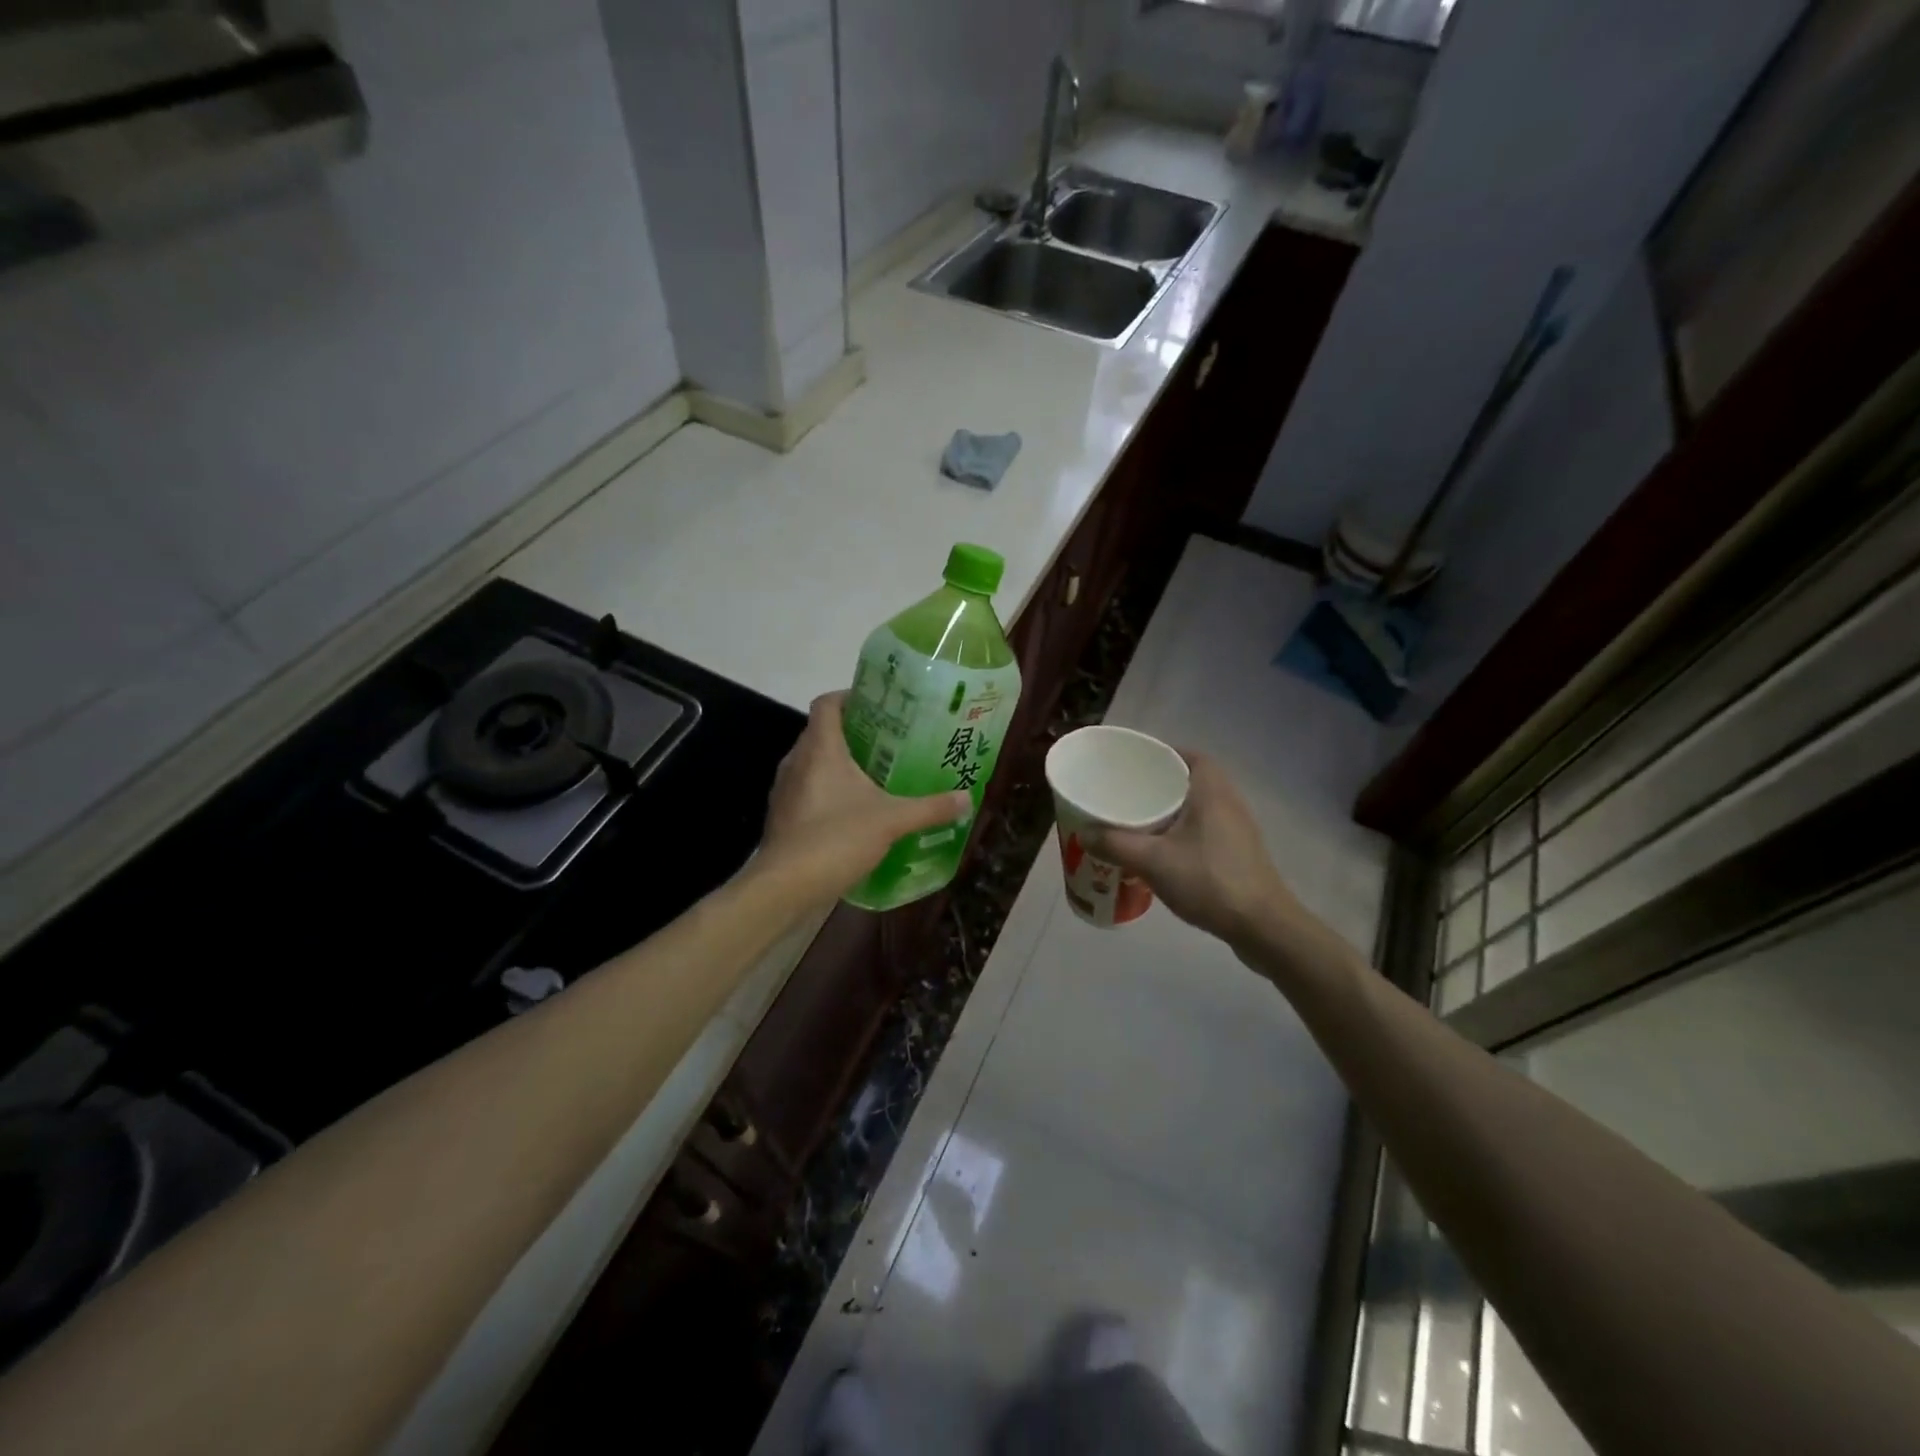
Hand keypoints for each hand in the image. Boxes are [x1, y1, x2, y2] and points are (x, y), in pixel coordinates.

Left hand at [757, 692, 970, 903]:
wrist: (785, 886)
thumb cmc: (836, 838)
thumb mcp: (892, 821)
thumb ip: (930, 808)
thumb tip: (966, 799)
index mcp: (820, 748)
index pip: (828, 703)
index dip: (850, 696)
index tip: (880, 704)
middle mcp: (797, 760)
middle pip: (823, 732)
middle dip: (855, 732)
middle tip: (890, 740)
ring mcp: (785, 789)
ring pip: (814, 762)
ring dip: (841, 763)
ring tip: (877, 773)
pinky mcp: (783, 815)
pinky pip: (808, 789)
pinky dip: (829, 790)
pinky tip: (855, 809)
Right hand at [1086, 751, 1293, 946]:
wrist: (1262, 926)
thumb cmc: (1209, 881)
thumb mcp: (1152, 861)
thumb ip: (1114, 844)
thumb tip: (1083, 833)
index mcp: (1211, 790)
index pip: (1187, 755)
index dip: (1161, 754)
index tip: (1133, 764)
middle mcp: (1228, 801)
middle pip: (1190, 779)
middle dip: (1158, 784)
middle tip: (1126, 793)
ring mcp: (1237, 829)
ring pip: (1197, 806)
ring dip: (1170, 810)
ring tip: (1136, 821)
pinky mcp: (1239, 853)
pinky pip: (1204, 829)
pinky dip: (1181, 831)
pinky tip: (1161, 851)